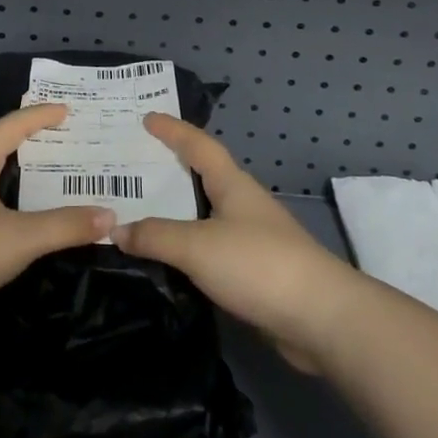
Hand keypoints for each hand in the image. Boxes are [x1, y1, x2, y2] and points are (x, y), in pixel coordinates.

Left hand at [0, 105, 114, 324]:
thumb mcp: (20, 238)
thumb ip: (65, 226)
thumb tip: (110, 216)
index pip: (10, 126)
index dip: (39, 116)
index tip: (65, 110)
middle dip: (27, 141)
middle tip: (60, 141)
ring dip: (12, 171)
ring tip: (41, 177)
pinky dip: (0, 197)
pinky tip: (9, 218)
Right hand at [114, 115, 359, 371]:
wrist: (322, 319)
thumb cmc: (259, 264)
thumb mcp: (197, 245)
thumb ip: (155, 236)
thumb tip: (116, 230)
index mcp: (233, 185)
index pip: (198, 146)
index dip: (173, 130)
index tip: (147, 118)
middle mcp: (242, 206)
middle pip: (201, 178)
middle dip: (169, 170)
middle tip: (131, 168)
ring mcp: (251, 240)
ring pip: (204, 217)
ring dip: (175, 214)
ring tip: (138, 215)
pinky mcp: (254, 274)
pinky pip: (209, 251)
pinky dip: (185, 250)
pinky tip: (165, 262)